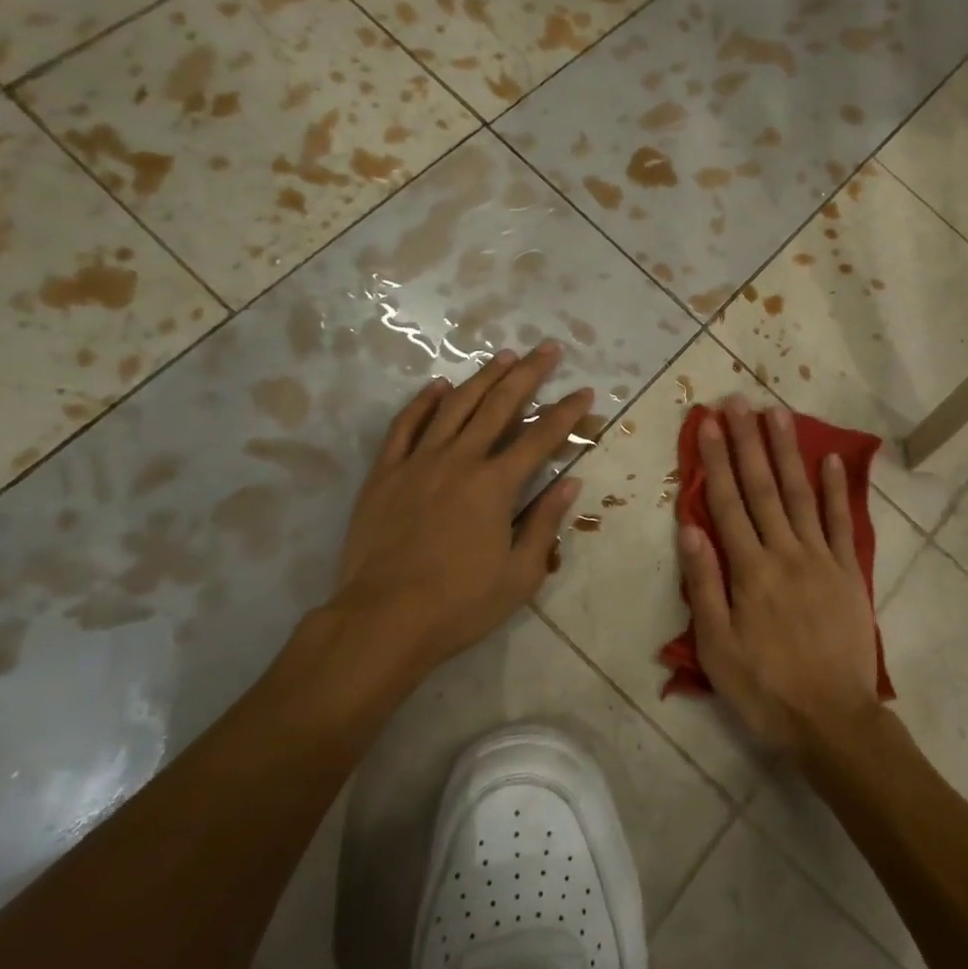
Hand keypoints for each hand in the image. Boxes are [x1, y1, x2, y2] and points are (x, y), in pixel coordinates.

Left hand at [323, 343, 590, 693]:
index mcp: (496, 485)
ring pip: (455, 406)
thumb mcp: (519, 574)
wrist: (382, 620)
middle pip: (499, 405)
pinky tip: (438, 386)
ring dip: (482, 378)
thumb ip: (545, 522)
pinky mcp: (386, 473)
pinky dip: (423, 402)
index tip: (584, 390)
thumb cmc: (459, 603)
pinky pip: (405, 426)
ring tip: (503, 356)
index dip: (566, 412)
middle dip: (528, 374)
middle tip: (547, 349)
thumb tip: (569, 482)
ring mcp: (418, 462)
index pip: (540, 437)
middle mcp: (460, 460)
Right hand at [677, 396, 883, 755]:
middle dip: (748, 441)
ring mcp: (821, 558)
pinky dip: (835, 489)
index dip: (716, 460)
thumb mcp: (717, 647)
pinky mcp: (848, 572)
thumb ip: (704, 584)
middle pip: (761, 487)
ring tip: (777, 413)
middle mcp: (784, 552)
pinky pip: (842, 523)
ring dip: (786, 452)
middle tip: (739, 401)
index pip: (727, 503)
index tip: (709, 423)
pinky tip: (829, 459)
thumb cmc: (765, 688)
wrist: (833, 721)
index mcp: (749, 570)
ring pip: (799, 494)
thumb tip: (690, 527)